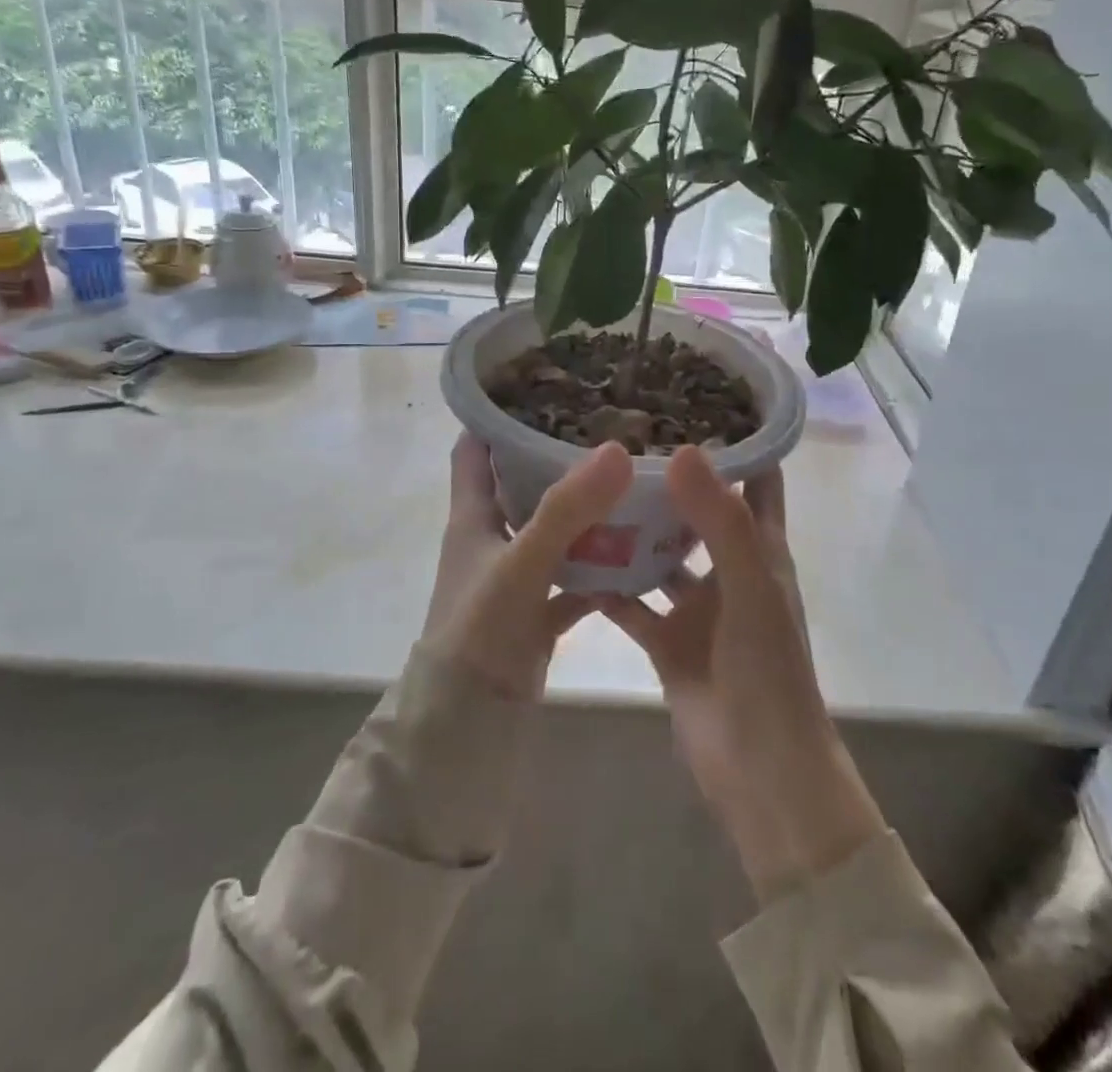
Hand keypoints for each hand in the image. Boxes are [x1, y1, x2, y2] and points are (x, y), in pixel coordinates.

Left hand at [422, 434, 632, 699]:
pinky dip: (601, 566)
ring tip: (635, 479)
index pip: (476, 448)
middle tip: (611, 427)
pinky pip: (575, 576)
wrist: (469, 725)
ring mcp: (516, 574)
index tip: (543, 387)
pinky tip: (641, 553)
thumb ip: (566, 510)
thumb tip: (617, 449)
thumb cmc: (479, 630)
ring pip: (554, 529)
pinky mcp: (538, 609)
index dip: (498, 415)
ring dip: (586, 511)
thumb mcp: (521, 563)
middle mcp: (492, 537)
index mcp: (473, 515)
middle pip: (522, 483)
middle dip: (558, 456)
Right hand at [601, 447, 886, 903]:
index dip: (738, 437)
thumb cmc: (766, 671)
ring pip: (661, 554)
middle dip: (669, 476)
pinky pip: (631, 602)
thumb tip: (681, 449)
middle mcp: (728, 568)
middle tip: (622, 434)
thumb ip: (719, 520)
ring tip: (589, 485)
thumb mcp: (749, 587)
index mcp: (760, 548)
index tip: (696, 396)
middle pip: (699, 508)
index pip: (757, 476)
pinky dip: (607, 584)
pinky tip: (569, 556)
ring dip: (633, 528)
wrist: (757, 770)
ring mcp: (697, 606)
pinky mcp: (667, 639)